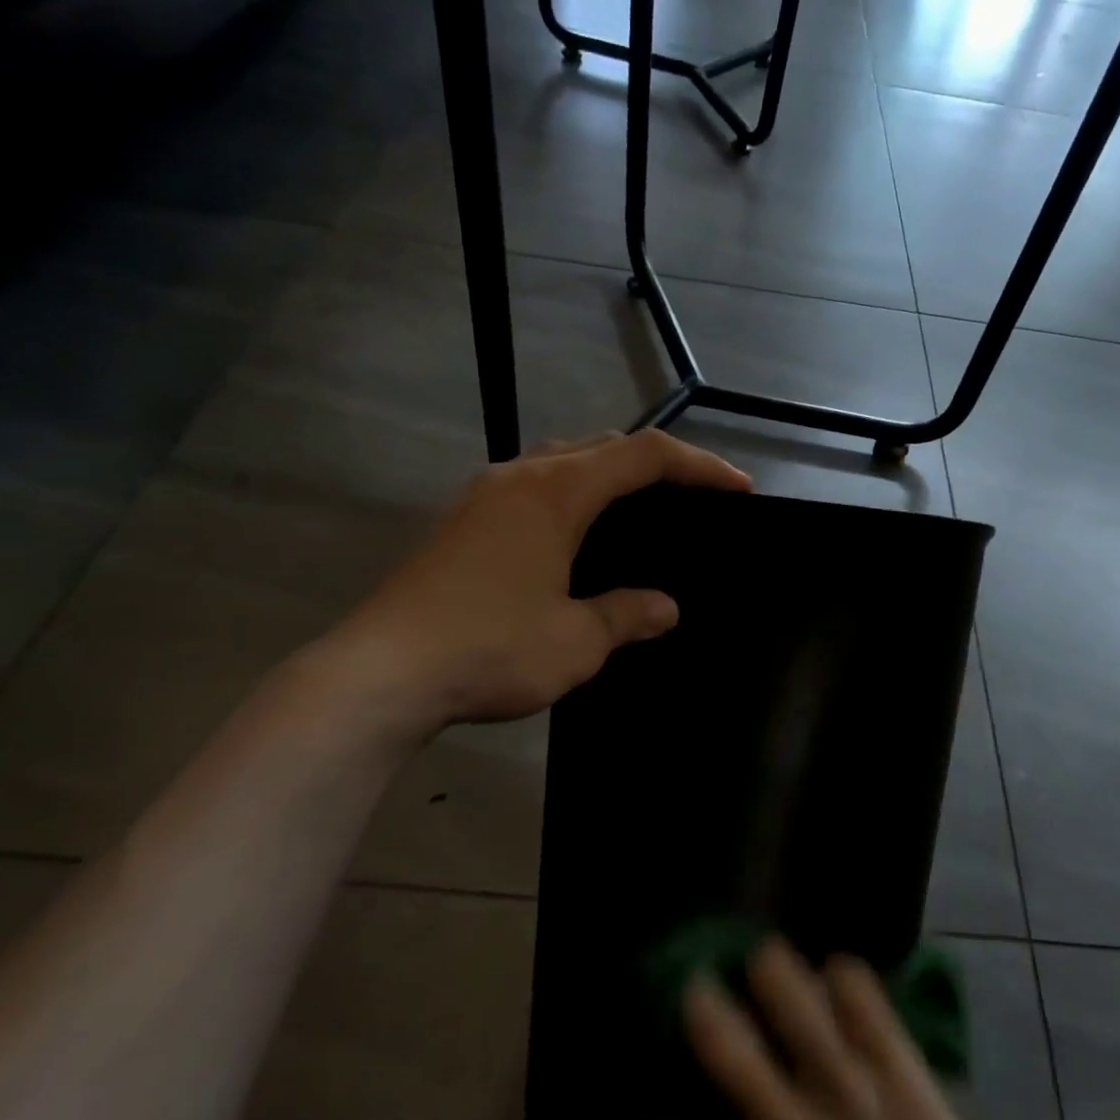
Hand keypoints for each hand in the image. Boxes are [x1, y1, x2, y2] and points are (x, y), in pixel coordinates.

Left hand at [316, 430, 750, 733]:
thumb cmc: (489, 648)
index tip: (737, 489)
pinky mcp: (459, 523)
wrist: (381, 672)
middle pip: (601, 446)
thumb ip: (626, 615)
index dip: (699, 465)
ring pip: (560, 462)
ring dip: (605, 476)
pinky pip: (530, 488)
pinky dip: (568, 497)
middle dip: (653, 464)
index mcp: (557, 492)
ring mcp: (482, 497)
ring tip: (636, 512)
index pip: (644, 456)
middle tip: (689, 498)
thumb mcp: (575, 640)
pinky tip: (572, 539)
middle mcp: (520, 477)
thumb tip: (664, 608)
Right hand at [645, 940, 1080, 1119]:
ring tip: (765, 956)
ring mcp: (854, 1097)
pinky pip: (866, 1001)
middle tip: (695, 985)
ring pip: (802, 1012)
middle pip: (736, 1061)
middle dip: (706, 1013)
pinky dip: (847, 979)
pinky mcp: (900, 1069)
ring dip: (776, 976)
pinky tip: (836, 974)